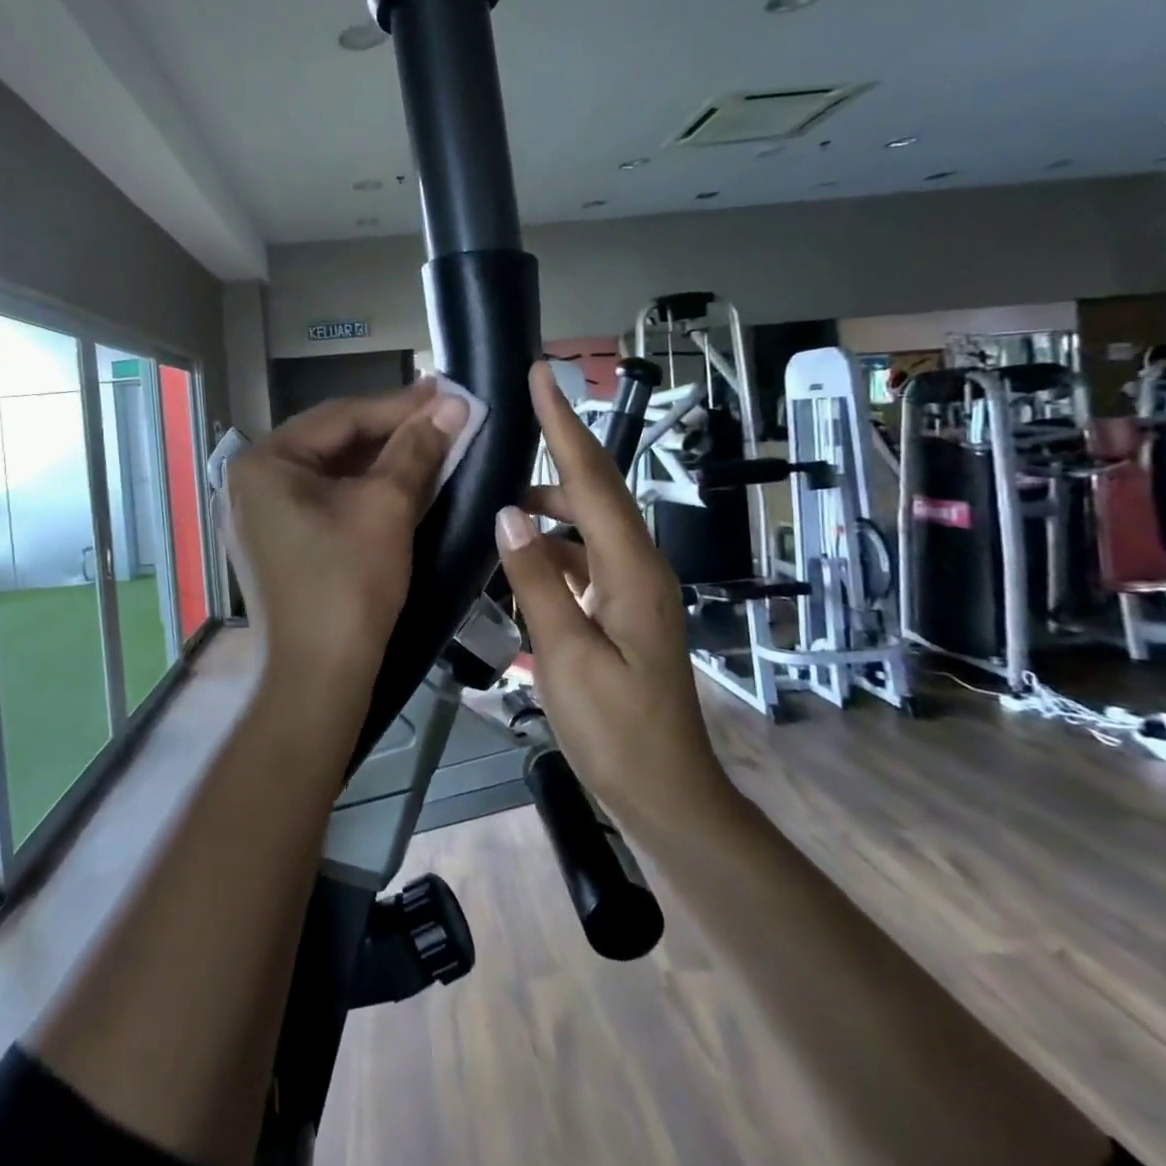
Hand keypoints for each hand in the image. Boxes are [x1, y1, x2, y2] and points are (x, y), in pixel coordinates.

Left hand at [223, 381, 467, 711]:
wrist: (319, 678)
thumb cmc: (348, 584)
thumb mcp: (387, 507)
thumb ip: (417, 449)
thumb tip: (453, 403)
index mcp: (263, 463)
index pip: (340, 417)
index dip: (400, 405)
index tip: (447, 392)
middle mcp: (250, 483)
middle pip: (332, 443)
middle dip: (391, 432)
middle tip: (444, 415)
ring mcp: (259, 517)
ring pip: (330, 474)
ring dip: (381, 462)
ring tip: (432, 443)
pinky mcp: (276, 546)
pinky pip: (322, 503)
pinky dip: (362, 493)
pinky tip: (401, 483)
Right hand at [493, 362, 728, 826]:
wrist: (666, 793)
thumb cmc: (616, 730)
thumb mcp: (567, 655)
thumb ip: (536, 580)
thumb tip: (508, 514)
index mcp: (632, 570)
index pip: (593, 479)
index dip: (564, 423)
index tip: (543, 373)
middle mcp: (640, 566)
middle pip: (595, 491)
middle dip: (556, 448)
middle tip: (511, 421)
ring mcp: (635, 589)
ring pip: (588, 525)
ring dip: (548, 504)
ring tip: (499, 498)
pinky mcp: (623, 610)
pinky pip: (584, 558)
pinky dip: (551, 547)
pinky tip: (519, 557)